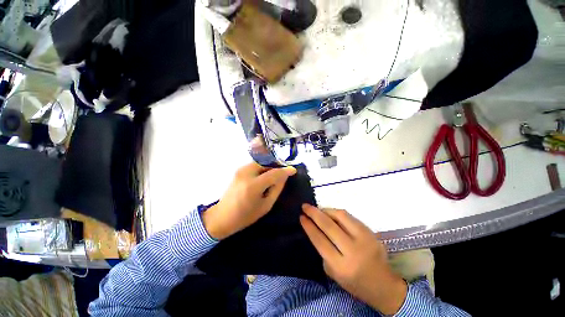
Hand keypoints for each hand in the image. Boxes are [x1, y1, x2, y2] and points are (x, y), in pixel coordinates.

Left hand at [202, 162, 296, 239]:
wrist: (221, 217)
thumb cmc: (245, 216)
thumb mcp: (265, 205)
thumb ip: (276, 189)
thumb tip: (284, 177)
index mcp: (253, 185)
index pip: (274, 173)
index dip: (285, 170)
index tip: (293, 170)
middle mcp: (246, 173)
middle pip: (267, 163)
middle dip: (277, 167)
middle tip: (283, 174)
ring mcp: (240, 170)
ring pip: (261, 163)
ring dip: (270, 167)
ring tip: (275, 175)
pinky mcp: (239, 170)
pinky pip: (255, 165)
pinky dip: (263, 168)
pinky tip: (265, 176)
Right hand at [300, 204, 406, 314]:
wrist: (383, 285)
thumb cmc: (354, 282)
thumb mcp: (333, 273)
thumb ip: (324, 251)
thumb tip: (316, 228)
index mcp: (341, 266)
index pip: (320, 241)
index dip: (309, 227)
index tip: (301, 217)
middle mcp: (353, 251)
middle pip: (329, 226)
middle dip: (314, 214)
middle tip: (305, 206)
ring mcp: (364, 239)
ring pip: (341, 216)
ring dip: (326, 210)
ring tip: (318, 209)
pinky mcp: (370, 232)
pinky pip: (350, 217)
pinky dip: (337, 212)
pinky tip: (330, 213)